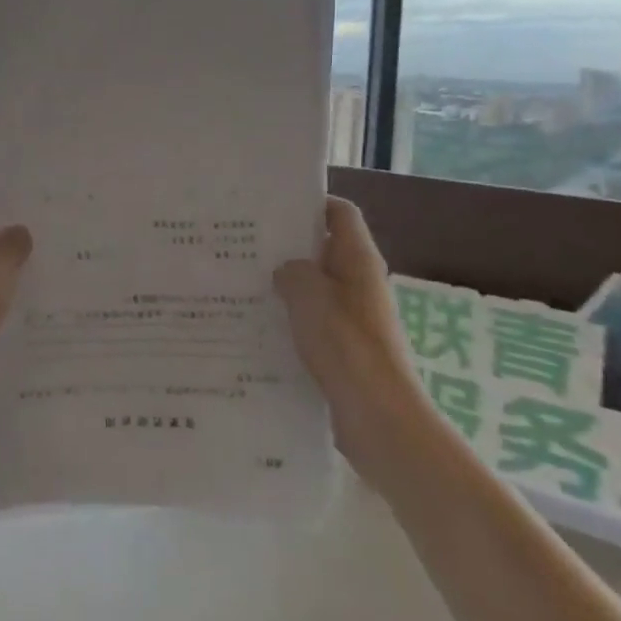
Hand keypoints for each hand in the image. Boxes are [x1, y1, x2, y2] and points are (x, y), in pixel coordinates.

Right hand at [273, 196, 428, 491]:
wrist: (379, 417)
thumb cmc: (346, 345)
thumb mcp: (309, 295)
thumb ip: (292, 272)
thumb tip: (285, 271)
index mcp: (358, 260)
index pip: (340, 213)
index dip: (312, 203)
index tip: (272, 207)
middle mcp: (360, 282)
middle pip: (324, 249)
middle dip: (289, 246)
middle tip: (244, 244)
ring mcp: (354, 317)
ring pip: (315, 288)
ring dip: (286, 286)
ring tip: (242, 283)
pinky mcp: (345, 348)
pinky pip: (314, 321)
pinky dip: (291, 319)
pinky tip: (257, 326)